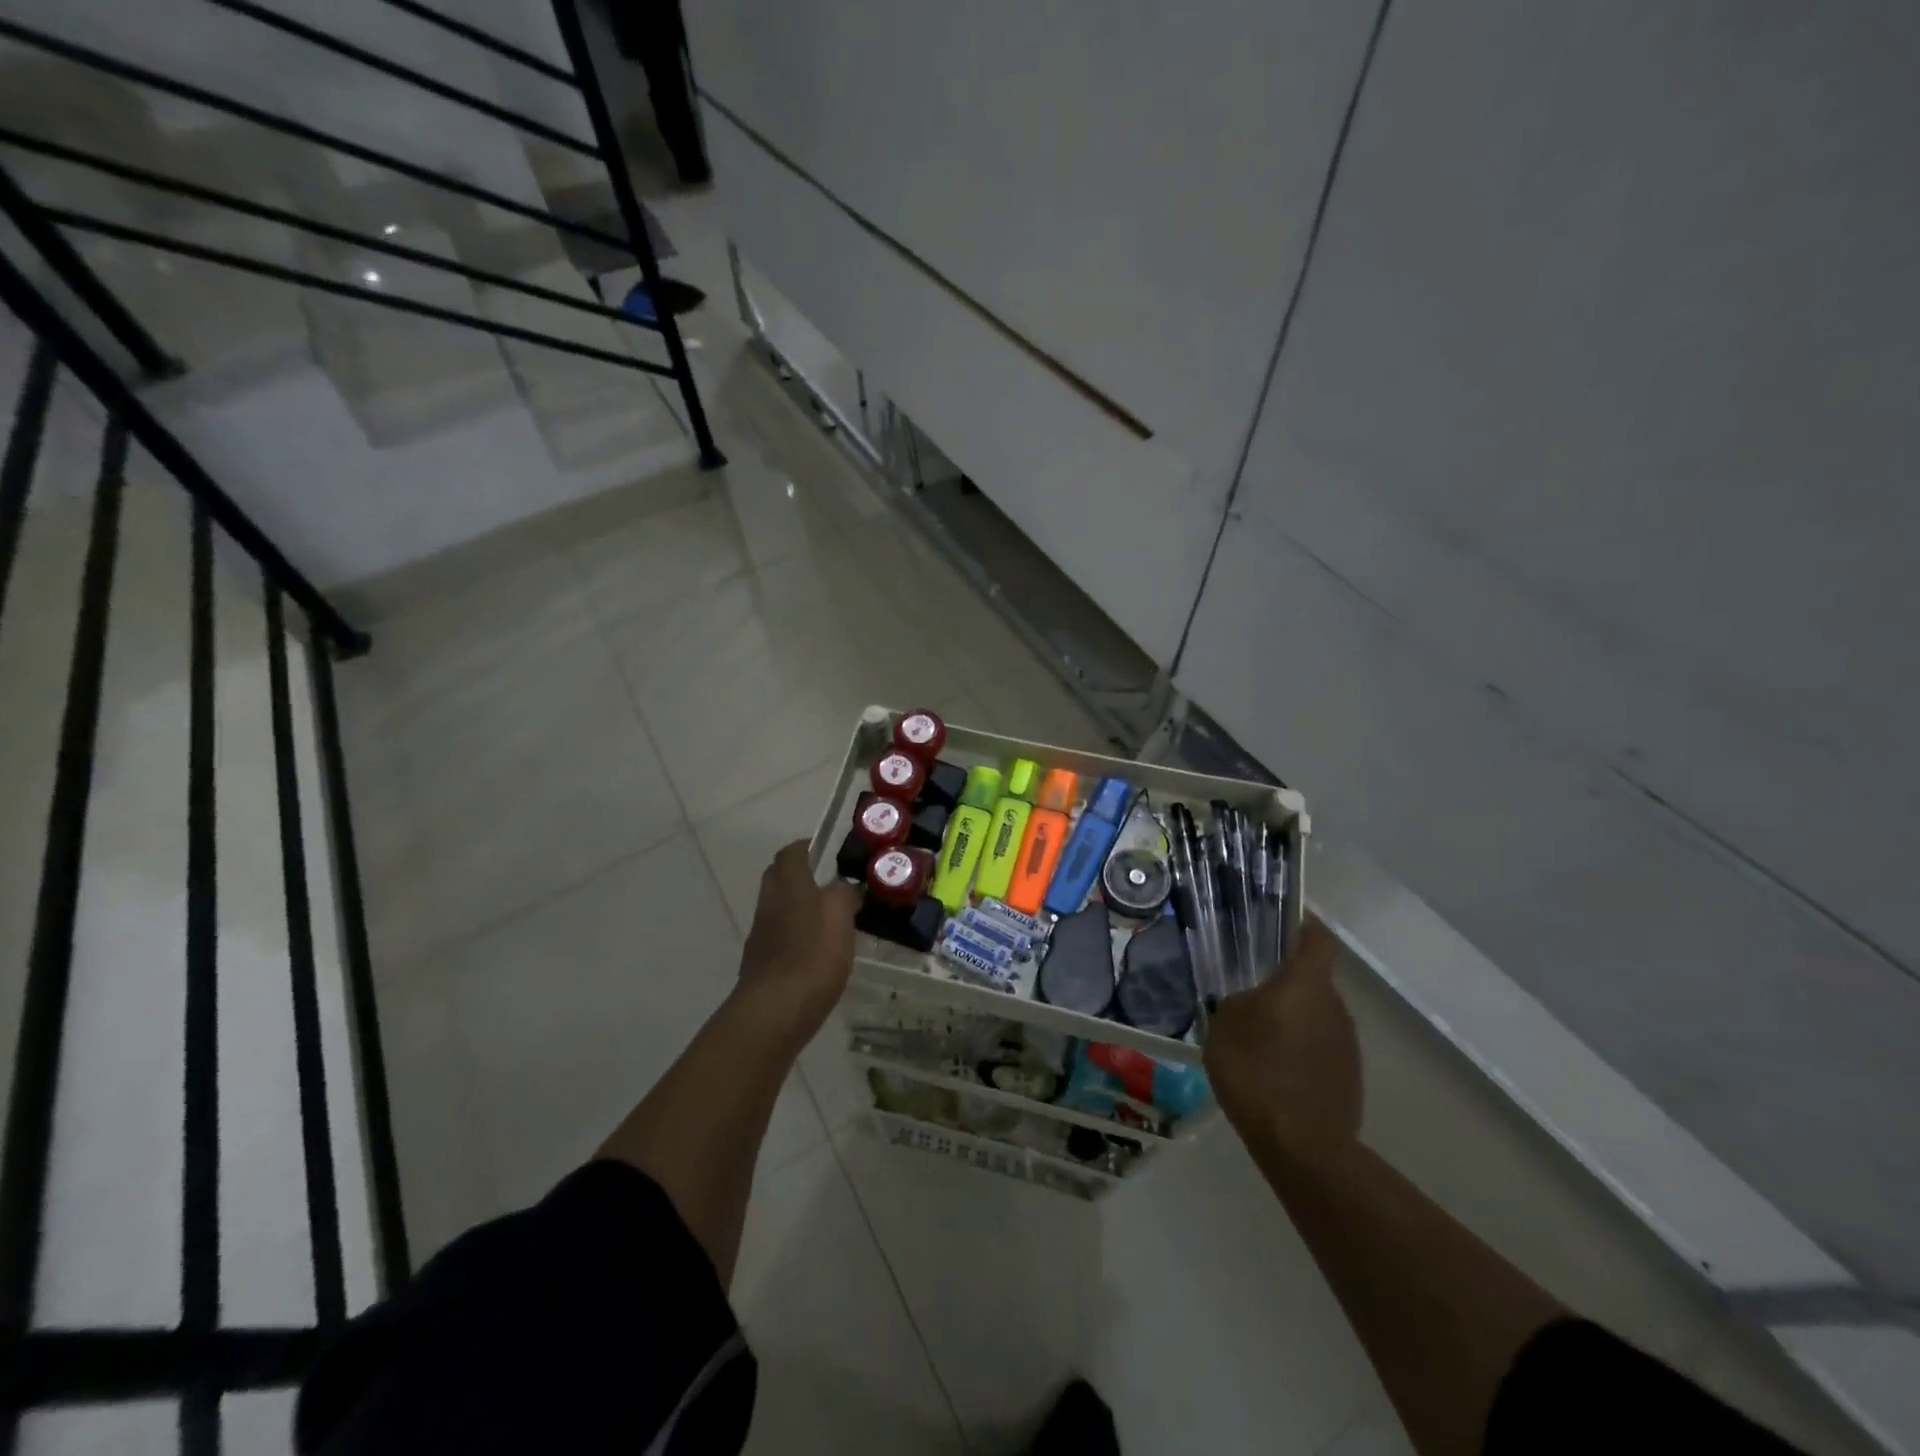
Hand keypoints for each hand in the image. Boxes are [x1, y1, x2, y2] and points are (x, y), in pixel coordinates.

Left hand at [735, 839, 860, 1045]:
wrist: (775, 1011)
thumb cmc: (812, 954)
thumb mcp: (840, 914)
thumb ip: (844, 893)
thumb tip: (845, 887)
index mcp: (789, 884)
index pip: (791, 852)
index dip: (806, 847)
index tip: (825, 851)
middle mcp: (770, 903)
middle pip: (779, 878)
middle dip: (800, 875)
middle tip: (830, 883)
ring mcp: (762, 935)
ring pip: (780, 909)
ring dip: (800, 908)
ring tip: (831, 920)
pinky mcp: (762, 964)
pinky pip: (781, 938)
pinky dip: (797, 937)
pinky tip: (818, 952)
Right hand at [1203, 919, 1361, 1163]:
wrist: (1302, 1146)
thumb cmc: (1256, 1071)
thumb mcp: (1224, 1026)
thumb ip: (1238, 1002)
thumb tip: (1251, 1002)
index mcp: (1305, 984)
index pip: (1317, 939)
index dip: (1303, 925)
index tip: (1282, 921)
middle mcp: (1334, 1005)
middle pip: (1313, 979)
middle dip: (1286, 980)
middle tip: (1251, 987)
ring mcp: (1347, 1043)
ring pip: (1317, 1014)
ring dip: (1293, 1017)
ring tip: (1258, 1034)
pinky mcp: (1349, 1075)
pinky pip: (1321, 1046)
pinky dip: (1301, 1048)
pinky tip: (1274, 1069)